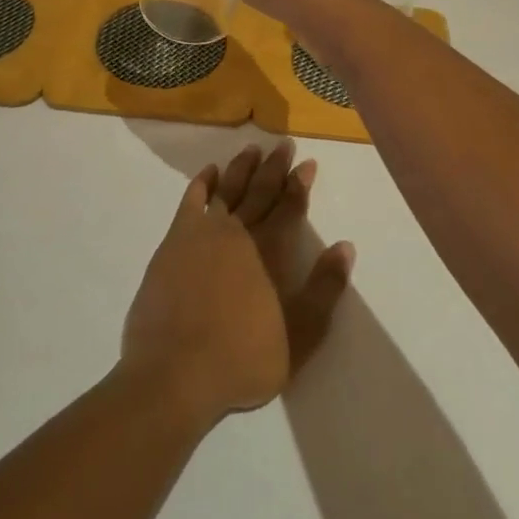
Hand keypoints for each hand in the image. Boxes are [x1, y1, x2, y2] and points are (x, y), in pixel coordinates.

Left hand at [121, 141, 354, 428]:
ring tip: (252, 150)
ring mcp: (201, 234)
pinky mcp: (173, 243)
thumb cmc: (243, 359)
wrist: (174, 373)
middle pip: (260, 191)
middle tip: (283, 145)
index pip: (289, 207)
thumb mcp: (300, 334)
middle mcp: (237, 232)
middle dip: (274, 167)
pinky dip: (202, 183)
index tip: (307, 162)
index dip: (299, 184)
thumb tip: (345, 246)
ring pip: (226, 189)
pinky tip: (209, 172)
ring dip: (241, 168)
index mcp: (268, 251)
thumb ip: (324, 289)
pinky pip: (191, 201)